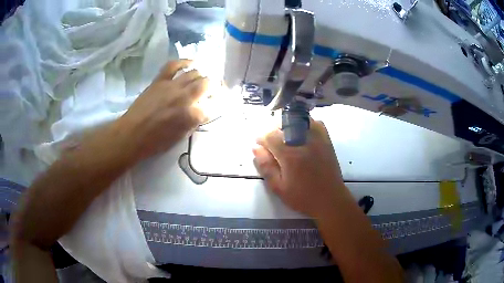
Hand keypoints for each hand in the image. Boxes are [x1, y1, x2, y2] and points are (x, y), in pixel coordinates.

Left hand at [116, 60, 207, 160]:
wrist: (132, 134)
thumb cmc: (156, 141)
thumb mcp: (180, 137)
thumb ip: (193, 123)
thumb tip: (200, 112)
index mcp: (192, 115)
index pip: (212, 106)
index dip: (216, 106)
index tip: (215, 106)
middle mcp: (185, 97)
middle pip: (207, 84)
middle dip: (213, 87)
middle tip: (212, 91)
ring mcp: (172, 86)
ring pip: (194, 73)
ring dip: (201, 77)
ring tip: (201, 81)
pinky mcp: (160, 80)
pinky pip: (174, 65)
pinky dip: (184, 62)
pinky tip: (191, 63)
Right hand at [253, 121, 348, 217]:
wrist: (330, 199)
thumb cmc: (303, 197)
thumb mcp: (279, 187)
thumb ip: (266, 167)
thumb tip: (256, 148)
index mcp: (290, 155)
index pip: (270, 135)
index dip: (261, 139)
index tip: (260, 146)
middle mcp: (304, 141)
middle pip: (283, 124)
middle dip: (273, 132)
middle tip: (272, 146)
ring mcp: (317, 138)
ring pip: (298, 120)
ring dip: (287, 126)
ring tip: (285, 140)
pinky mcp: (326, 139)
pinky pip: (314, 123)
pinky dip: (304, 125)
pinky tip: (301, 136)